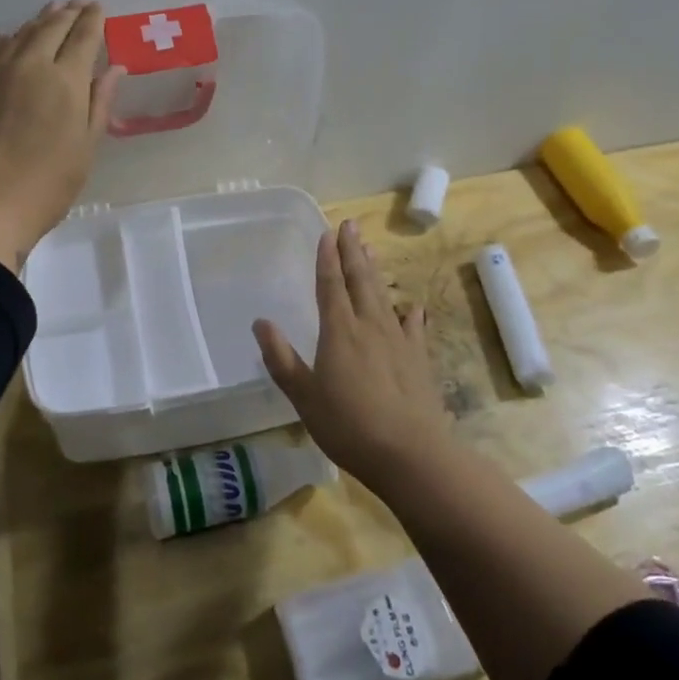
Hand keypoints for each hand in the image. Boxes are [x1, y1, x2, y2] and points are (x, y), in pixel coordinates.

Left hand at [0, 0, 122, 270]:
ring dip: (36, 22)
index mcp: (65, 80)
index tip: (97, 8)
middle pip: (50, 27)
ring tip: (47, 14)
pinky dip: (3, 41)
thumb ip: (99, 103)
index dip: (92, 20)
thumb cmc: (46, 186)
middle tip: (75, 3)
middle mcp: (28, 64)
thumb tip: (113, 68)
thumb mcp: (85, 148)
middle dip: (66, 13)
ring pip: (18, 34)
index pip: (83, 37)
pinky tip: (6, 40)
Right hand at [253, 219, 450, 487]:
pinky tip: (413, 307)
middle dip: (353, 251)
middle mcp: (369, 325)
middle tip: (350, 225)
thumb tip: (259, 322)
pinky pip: (414, 327)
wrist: (412, 454)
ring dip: (375, 270)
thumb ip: (281, 359)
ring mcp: (398, 340)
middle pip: (360, 280)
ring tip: (371, 249)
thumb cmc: (349, 425)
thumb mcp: (304, 396)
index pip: (330, 284)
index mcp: (339, 331)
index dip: (327, 257)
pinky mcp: (419, 359)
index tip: (327, 232)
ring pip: (383, 295)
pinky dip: (411, 313)